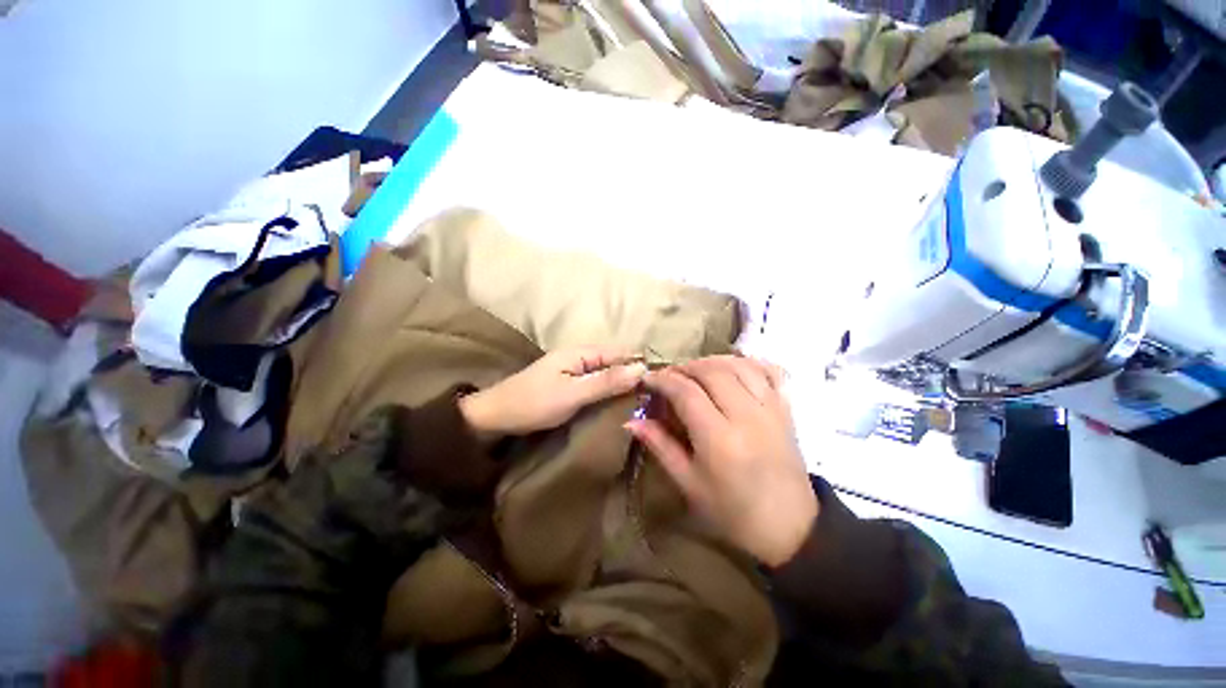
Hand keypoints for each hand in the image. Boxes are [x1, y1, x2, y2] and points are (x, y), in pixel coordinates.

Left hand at [460, 347, 646, 436]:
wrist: (495, 416)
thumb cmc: (534, 404)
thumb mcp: (573, 394)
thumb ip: (606, 381)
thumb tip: (642, 368)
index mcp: (581, 352)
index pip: (620, 352)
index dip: (640, 365)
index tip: (660, 384)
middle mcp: (580, 356)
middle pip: (615, 361)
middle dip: (633, 375)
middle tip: (654, 397)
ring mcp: (573, 370)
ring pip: (606, 372)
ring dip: (622, 383)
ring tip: (643, 400)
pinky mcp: (569, 383)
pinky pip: (596, 382)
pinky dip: (609, 389)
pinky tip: (618, 401)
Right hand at [625, 356, 817, 566]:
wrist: (790, 526)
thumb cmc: (732, 511)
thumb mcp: (689, 483)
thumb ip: (660, 446)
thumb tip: (630, 422)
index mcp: (719, 439)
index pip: (686, 392)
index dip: (663, 380)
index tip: (648, 379)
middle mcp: (746, 416)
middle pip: (711, 371)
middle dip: (684, 367)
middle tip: (669, 377)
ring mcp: (770, 409)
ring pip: (738, 365)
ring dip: (712, 361)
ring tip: (695, 371)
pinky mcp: (786, 409)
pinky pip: (769, 371)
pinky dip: (748, 362)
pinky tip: (732, 368)